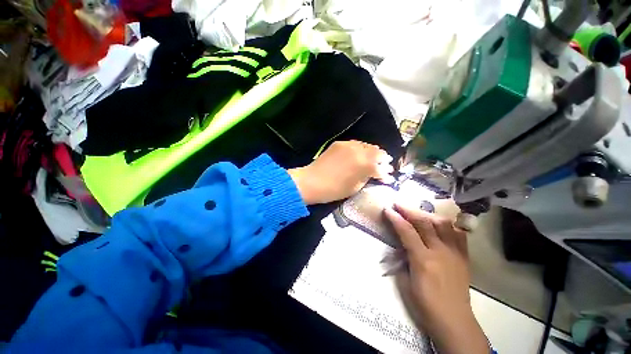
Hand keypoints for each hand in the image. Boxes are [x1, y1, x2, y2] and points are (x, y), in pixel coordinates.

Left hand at [288, 140, 392, 204]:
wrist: (311, 181)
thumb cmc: (334, 189)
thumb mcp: (355, 187)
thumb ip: (367, 178)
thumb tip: (375, 174)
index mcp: (364, 165)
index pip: (381, 167)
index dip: (386, 172)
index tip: (388, 176)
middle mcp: (359, 151)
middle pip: (377, 152)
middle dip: (383, 159)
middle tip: (385, 165)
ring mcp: (348, 145)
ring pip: (366, 145)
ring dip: (373, 152)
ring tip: (374, 158)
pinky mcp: (339, 143)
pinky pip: (355, 144)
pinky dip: (361, 149)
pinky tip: (360, 154)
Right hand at [384, 204, 488, 353]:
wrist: (454, 321)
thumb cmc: (425, 305)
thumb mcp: (405, 283)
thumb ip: (402, 260)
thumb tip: (401, 246)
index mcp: (423, 260)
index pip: (406, 231)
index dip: (395, 218)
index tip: (387, 209)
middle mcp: (440, 252)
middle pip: (424, 222)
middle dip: (409, 210)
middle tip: (398, 204)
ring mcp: (455, 253)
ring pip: (444, 224)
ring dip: (428, 214)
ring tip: (418, 212)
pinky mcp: (463, 257)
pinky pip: (458, 234)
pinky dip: (447, 225)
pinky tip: (440, 224)